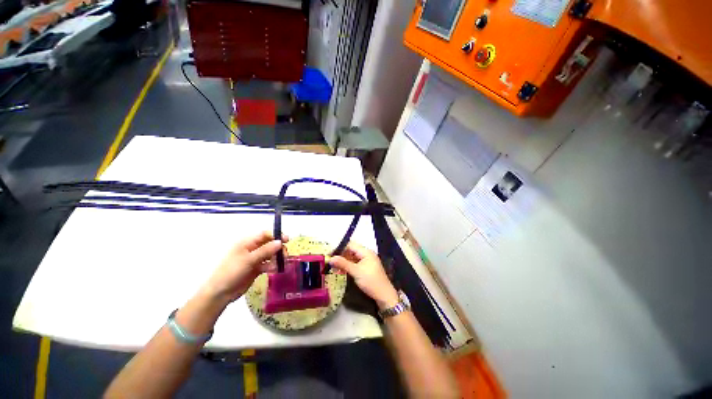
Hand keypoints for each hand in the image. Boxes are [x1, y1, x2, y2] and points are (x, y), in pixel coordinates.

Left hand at [202, 232, 285, 303]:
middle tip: (285, 254)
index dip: (276, 235)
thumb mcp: (248, 260)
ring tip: (282, 263)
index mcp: (247, 243)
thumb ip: (265, 250)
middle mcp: (252, 249)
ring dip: (277, 257)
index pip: (265, 234)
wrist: (220, 293)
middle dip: (278, 247)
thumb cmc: (231, 272)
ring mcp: (254, 259)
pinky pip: (268, 264)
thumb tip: (280, 242)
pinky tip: (275, 270)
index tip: (287, 240)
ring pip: (270, 254)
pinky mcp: (256, 268)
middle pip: (269, 243)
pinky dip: (273, 265)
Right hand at [329, 242, 398, 309]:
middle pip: (351, 250)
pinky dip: (348, 266)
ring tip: (334, 268)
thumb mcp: (355, 272)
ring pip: (352, 257)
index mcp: (366, 251)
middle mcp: (366, 254)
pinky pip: (355, 263)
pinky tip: (341, 271)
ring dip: (343, 261)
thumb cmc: (370, 281)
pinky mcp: (366, 268)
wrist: (383, 295)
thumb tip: (330, 258)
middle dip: (340, 255)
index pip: (350, 245)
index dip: (339, 248)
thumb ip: (343, 263)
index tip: (329, 254)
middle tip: (330, 262)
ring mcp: (366, 261)